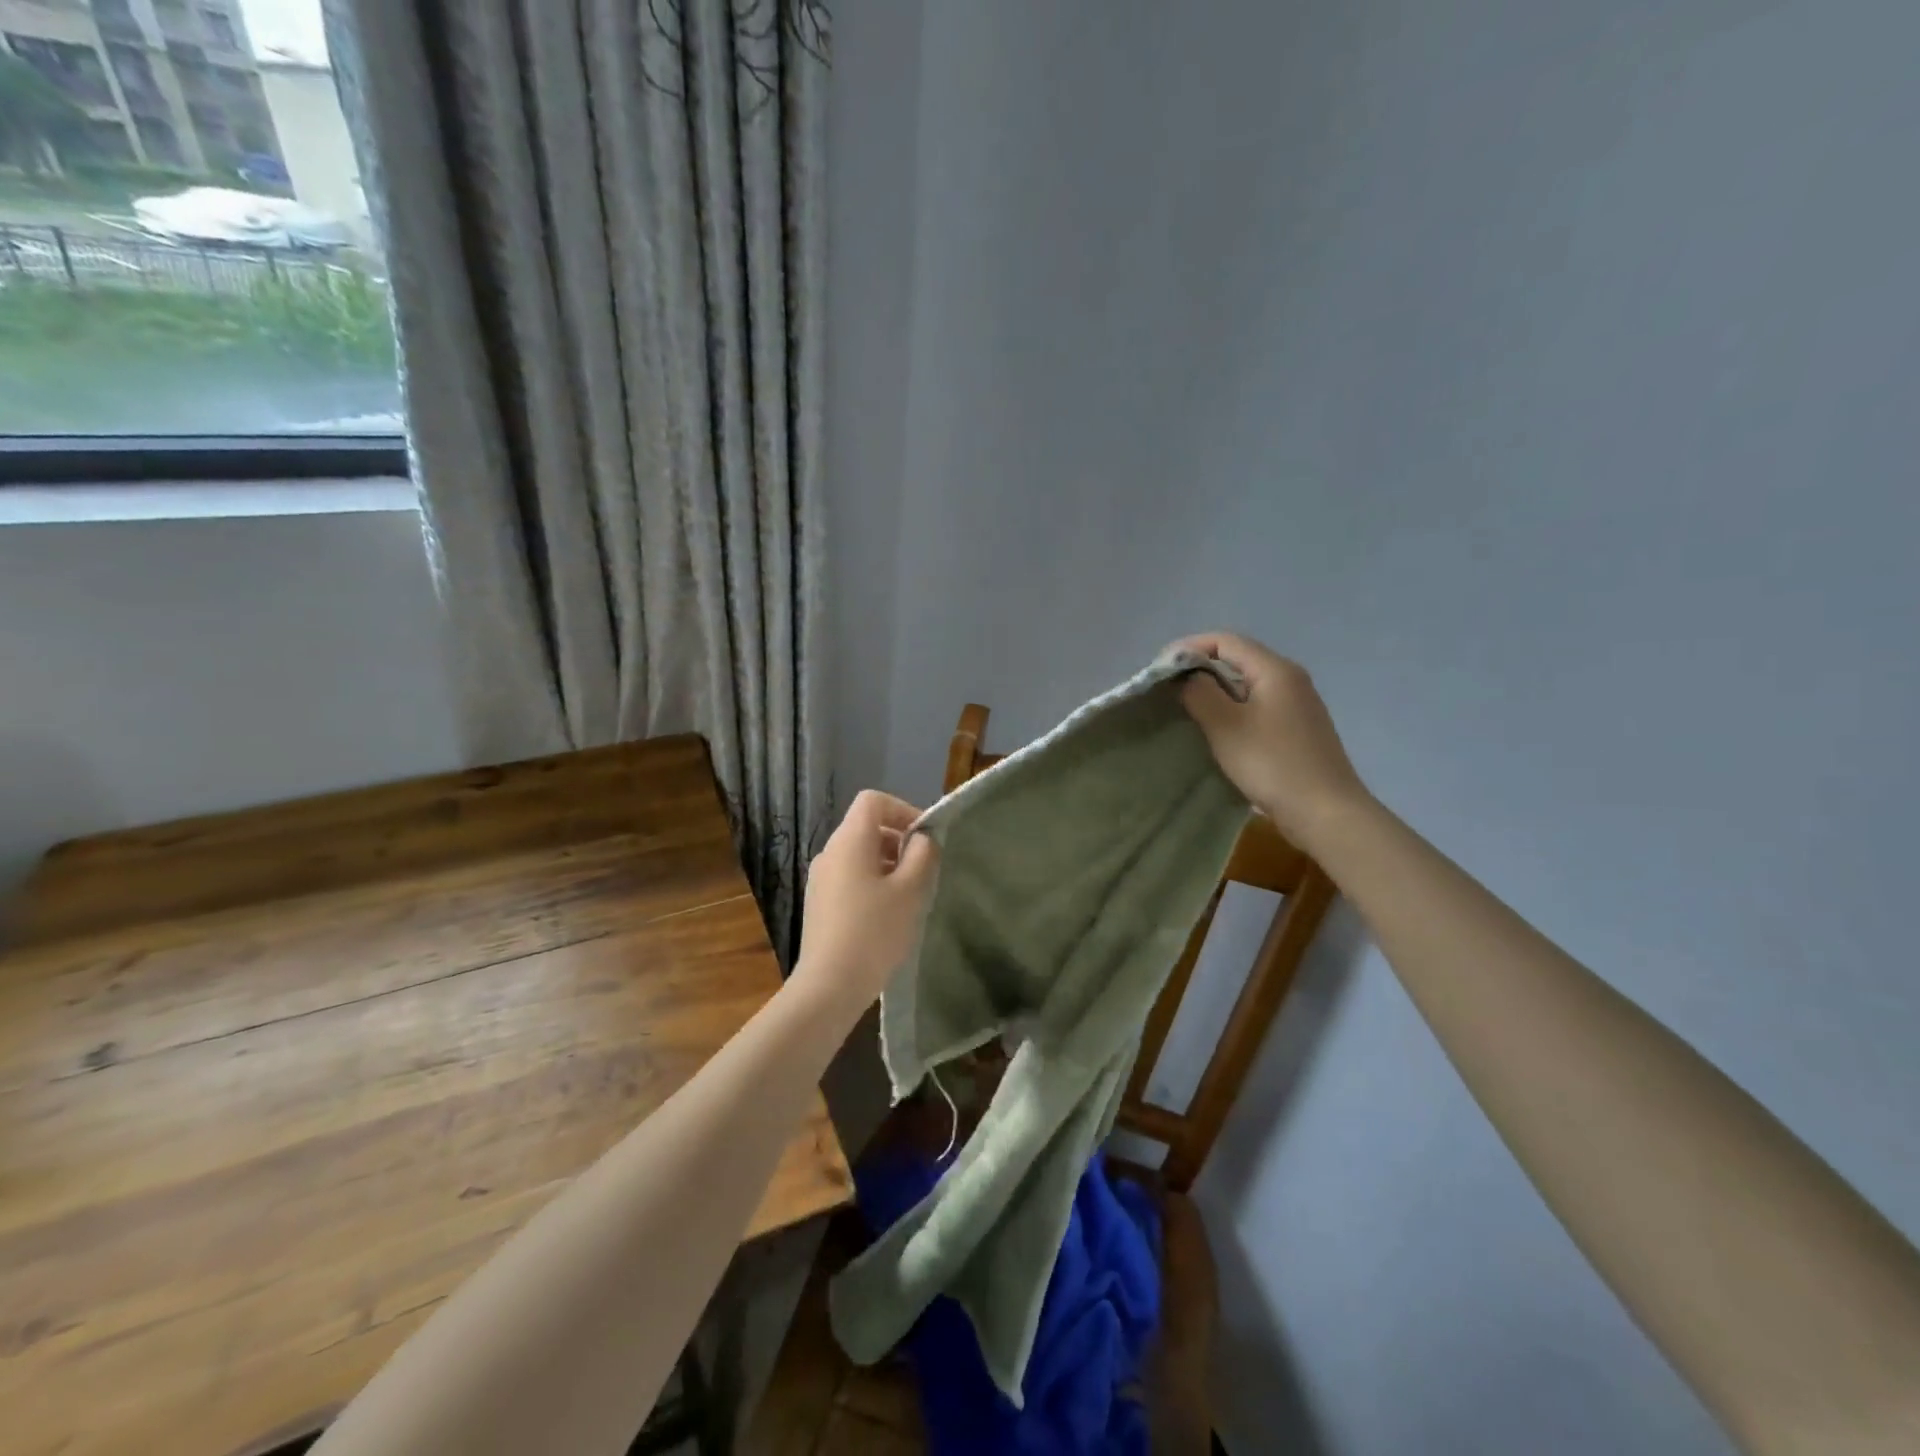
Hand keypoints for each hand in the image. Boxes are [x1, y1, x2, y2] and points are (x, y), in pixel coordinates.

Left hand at [792, 790, 939, 1019]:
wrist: (829, 986)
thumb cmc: (874, 932)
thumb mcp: (911, 890)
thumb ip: (923, 855)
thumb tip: (922, 838)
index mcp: (849, 841)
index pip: (873, 801)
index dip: (903, 810)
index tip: (925, 839)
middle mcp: (829, 852)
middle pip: (866, 828)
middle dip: (899, 841)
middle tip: (923, 871)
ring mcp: (820, 879)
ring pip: (859, 855)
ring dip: (888, 865)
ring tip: (909, 897)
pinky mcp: (819, 904)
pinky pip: (850, 878)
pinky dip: (872, 884)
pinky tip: (887, 917)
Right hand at [1173, 632, 1370, 850]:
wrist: (1325, 812)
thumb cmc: (1273, 764)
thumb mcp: (1226, 726)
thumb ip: (1200, 693)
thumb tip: (1188, 677)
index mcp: (1275, 670)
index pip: (1225, 641)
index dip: (1188, 648)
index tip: (1159, 668)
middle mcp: (1290, 680)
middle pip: (1237, 660)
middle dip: (1199, 670)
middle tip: (1168, 690)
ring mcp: (1297, 706)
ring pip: (1246, 686)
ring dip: (1214, 692)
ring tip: (1185, 710)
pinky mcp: (1297, 730)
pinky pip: (1256, 708)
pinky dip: (1231, 711)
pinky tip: (1216, 732)